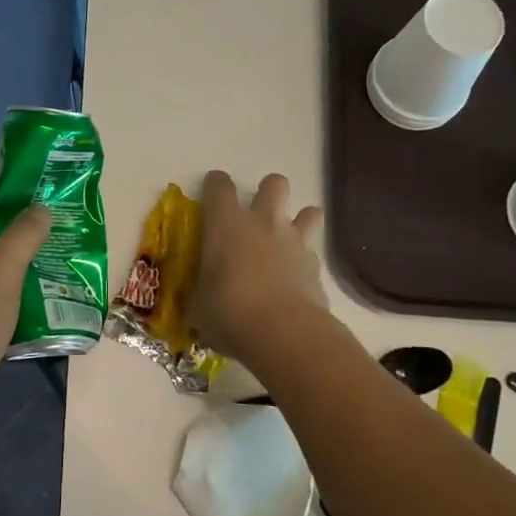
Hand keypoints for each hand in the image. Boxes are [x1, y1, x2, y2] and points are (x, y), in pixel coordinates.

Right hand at [191, 171, 325, 364]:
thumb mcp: (199, 304)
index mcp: (226, 223)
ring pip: (309, 211)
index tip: (212, 193)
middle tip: (258, 214)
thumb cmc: (228, 312)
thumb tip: (203, 296)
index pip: (219, 186)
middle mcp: (263, 222)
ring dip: (300, 220)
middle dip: (268, 191)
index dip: (215, 185)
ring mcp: (294, 241)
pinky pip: (313, 251)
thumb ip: (203, 289)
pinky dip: (306, 260)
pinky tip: (297, 277)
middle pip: (274, 183)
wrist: (282, 332)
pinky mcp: (316, 266)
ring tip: (288, 239)